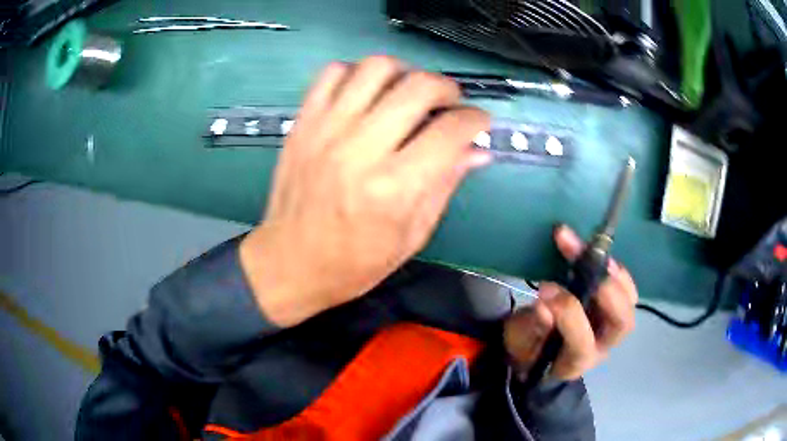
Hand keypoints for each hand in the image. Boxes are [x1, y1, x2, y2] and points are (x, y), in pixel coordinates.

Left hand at [240, 56, 491, 327]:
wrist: (290, 263)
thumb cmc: (354, 263)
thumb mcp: (411, 236)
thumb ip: (445, 185)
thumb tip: (477, 151)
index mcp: (394, 187)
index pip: (451, 130)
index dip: (476, 120)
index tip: (479, 122)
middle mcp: (361, 149)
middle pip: (419, 86)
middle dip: (447, 88)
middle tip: (448, 103)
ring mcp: (326, 130)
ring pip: (376, 68)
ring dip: (404, 73)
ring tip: (407, 93)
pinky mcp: (303, 123)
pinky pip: (332, 73)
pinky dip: (357, 74)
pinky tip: (366, 94)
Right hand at [504, 225, 637, 380]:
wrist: (539, 349)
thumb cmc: (527, 346)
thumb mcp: (520, 340)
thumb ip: (532, 326)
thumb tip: (544, 305)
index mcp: (575, 362)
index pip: (582, 344)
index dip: (568, 314)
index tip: (544, 289)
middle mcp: (602, 346)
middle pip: (621, 323)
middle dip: (606, 290)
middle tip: (582, 262)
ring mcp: (612, 327)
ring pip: (629, 303)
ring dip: (614, 275)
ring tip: (593, 250)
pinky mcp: (614, 308)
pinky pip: (626, 289)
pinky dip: (616, 270)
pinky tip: (598, 253)